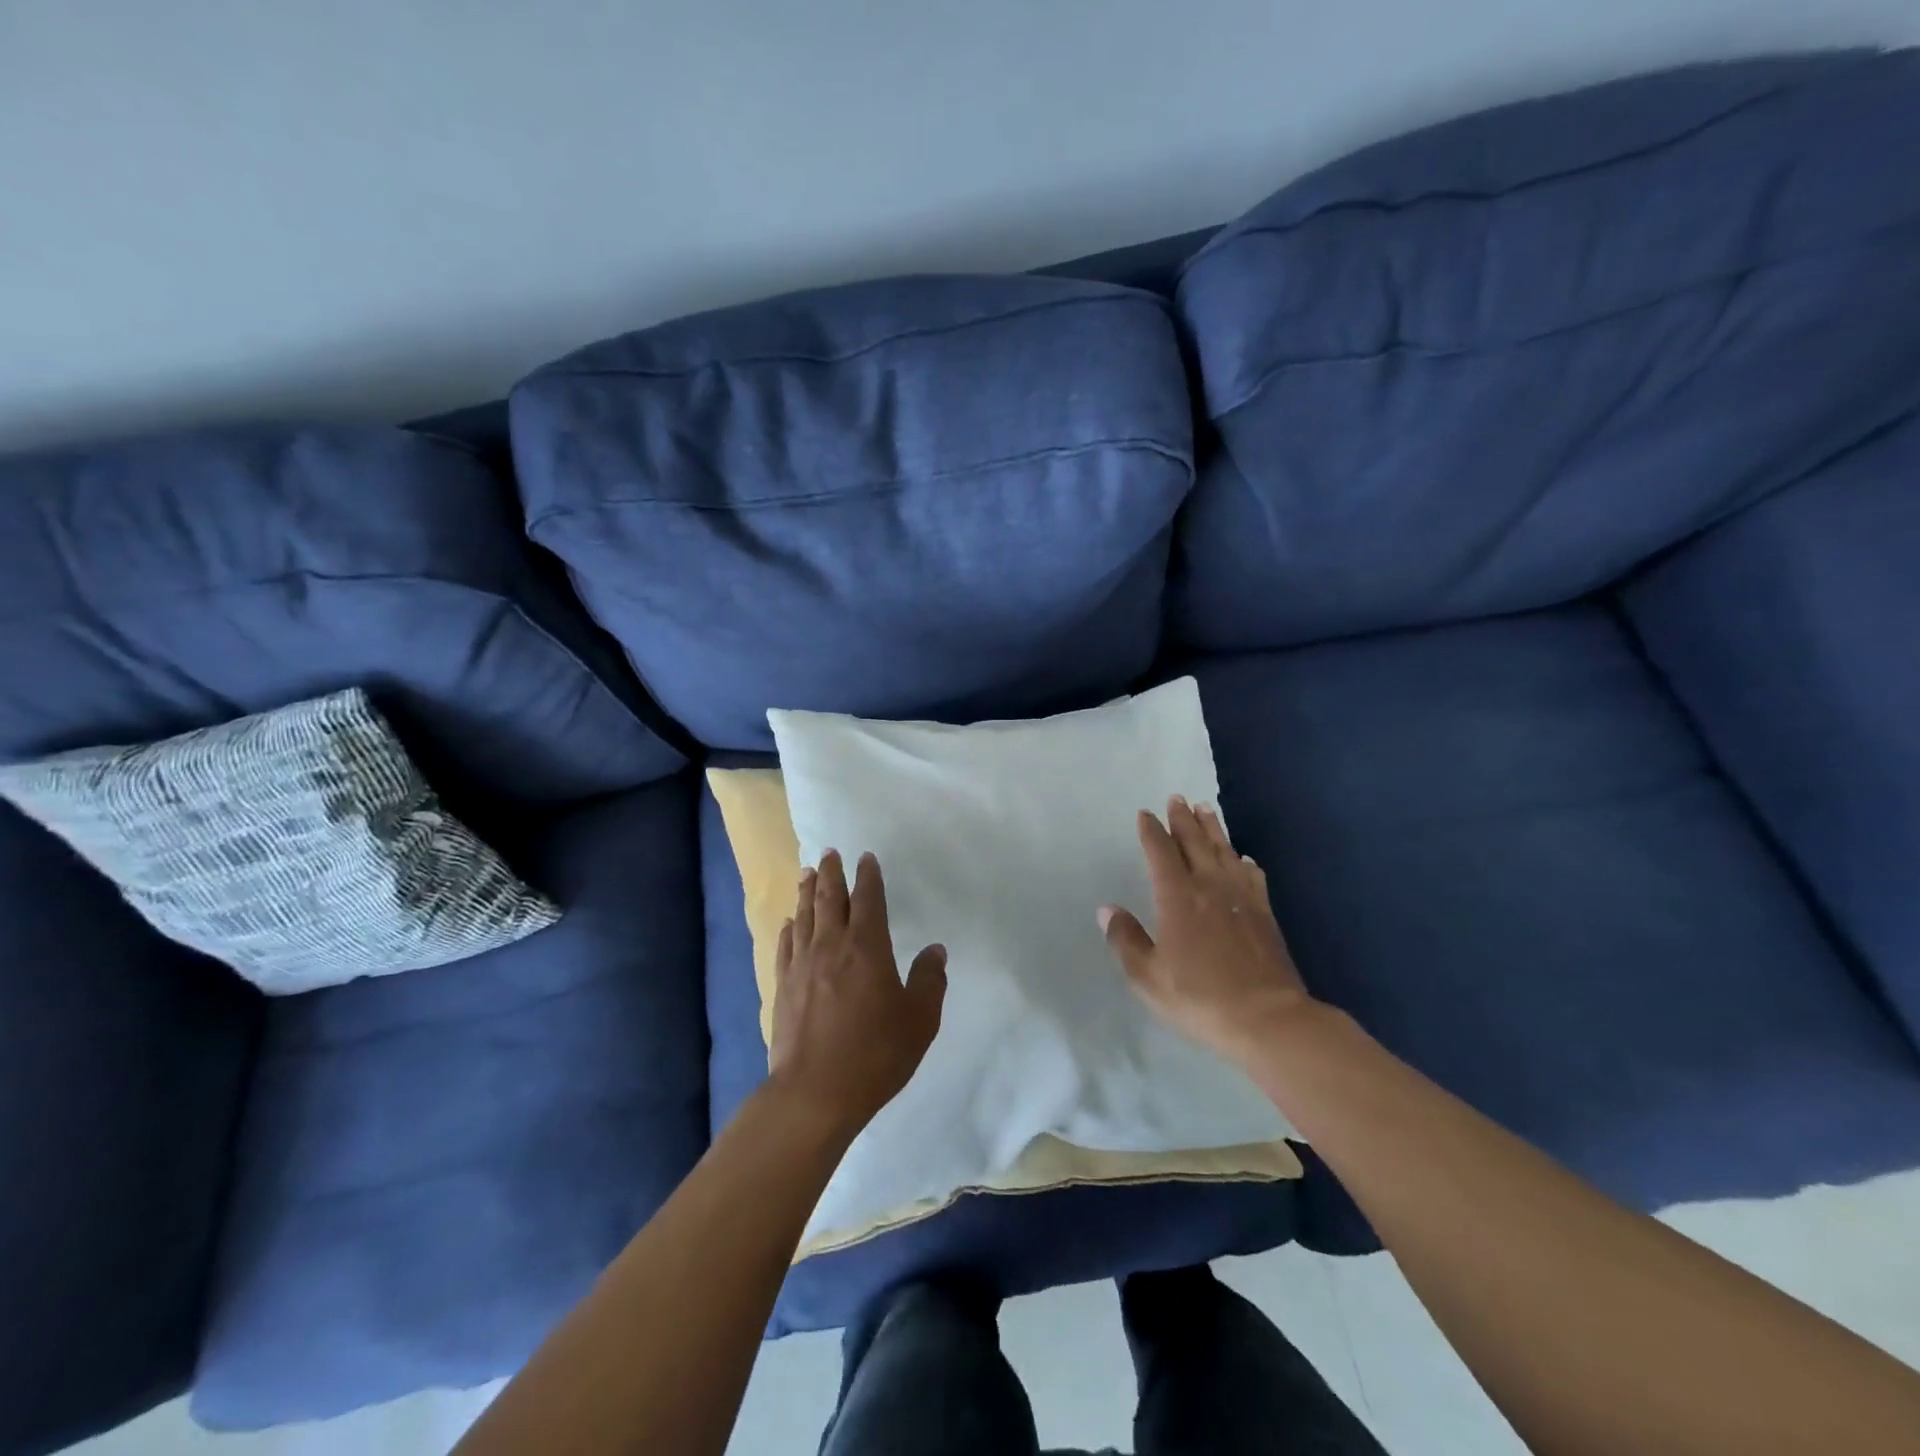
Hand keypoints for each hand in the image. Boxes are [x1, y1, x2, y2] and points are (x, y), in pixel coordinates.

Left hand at [768, 849, 946, 1140]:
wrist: (815, 1093)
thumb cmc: (875, 1054)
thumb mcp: (919, 1020)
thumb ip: (929, 981)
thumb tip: (935, 950)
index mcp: (867, 948)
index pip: (869, 900)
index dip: (868, 877)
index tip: (865, 858)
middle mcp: (832, 946)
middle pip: (831, 899)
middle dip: (832, 874)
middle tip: (830, 852)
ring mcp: (802, 966)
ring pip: (805, 917)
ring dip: (807, 892)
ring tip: (808, 873)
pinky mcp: (783, 987)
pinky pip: (786, 946)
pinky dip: (789, 928)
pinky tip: (789, 922)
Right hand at [1099, 797, 1313, 1067]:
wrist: (1268, 1019)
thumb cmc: (1200, 998)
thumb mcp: (1148, 977)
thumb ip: (1126, 940)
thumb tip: (1107, 910)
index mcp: (1177, 897)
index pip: (1161, 853)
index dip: (1151, 832)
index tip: (1145, 814)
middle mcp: (1210, 887)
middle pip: (1195, 843)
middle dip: (1183, 819)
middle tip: (1177, 798)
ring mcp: (1242, 898)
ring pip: (1224, 851)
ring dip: (1213, 829)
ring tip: (1205, 810)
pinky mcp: (1264, 914)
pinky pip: (1252, 876)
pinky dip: (1243, 861)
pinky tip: (1242, 859)